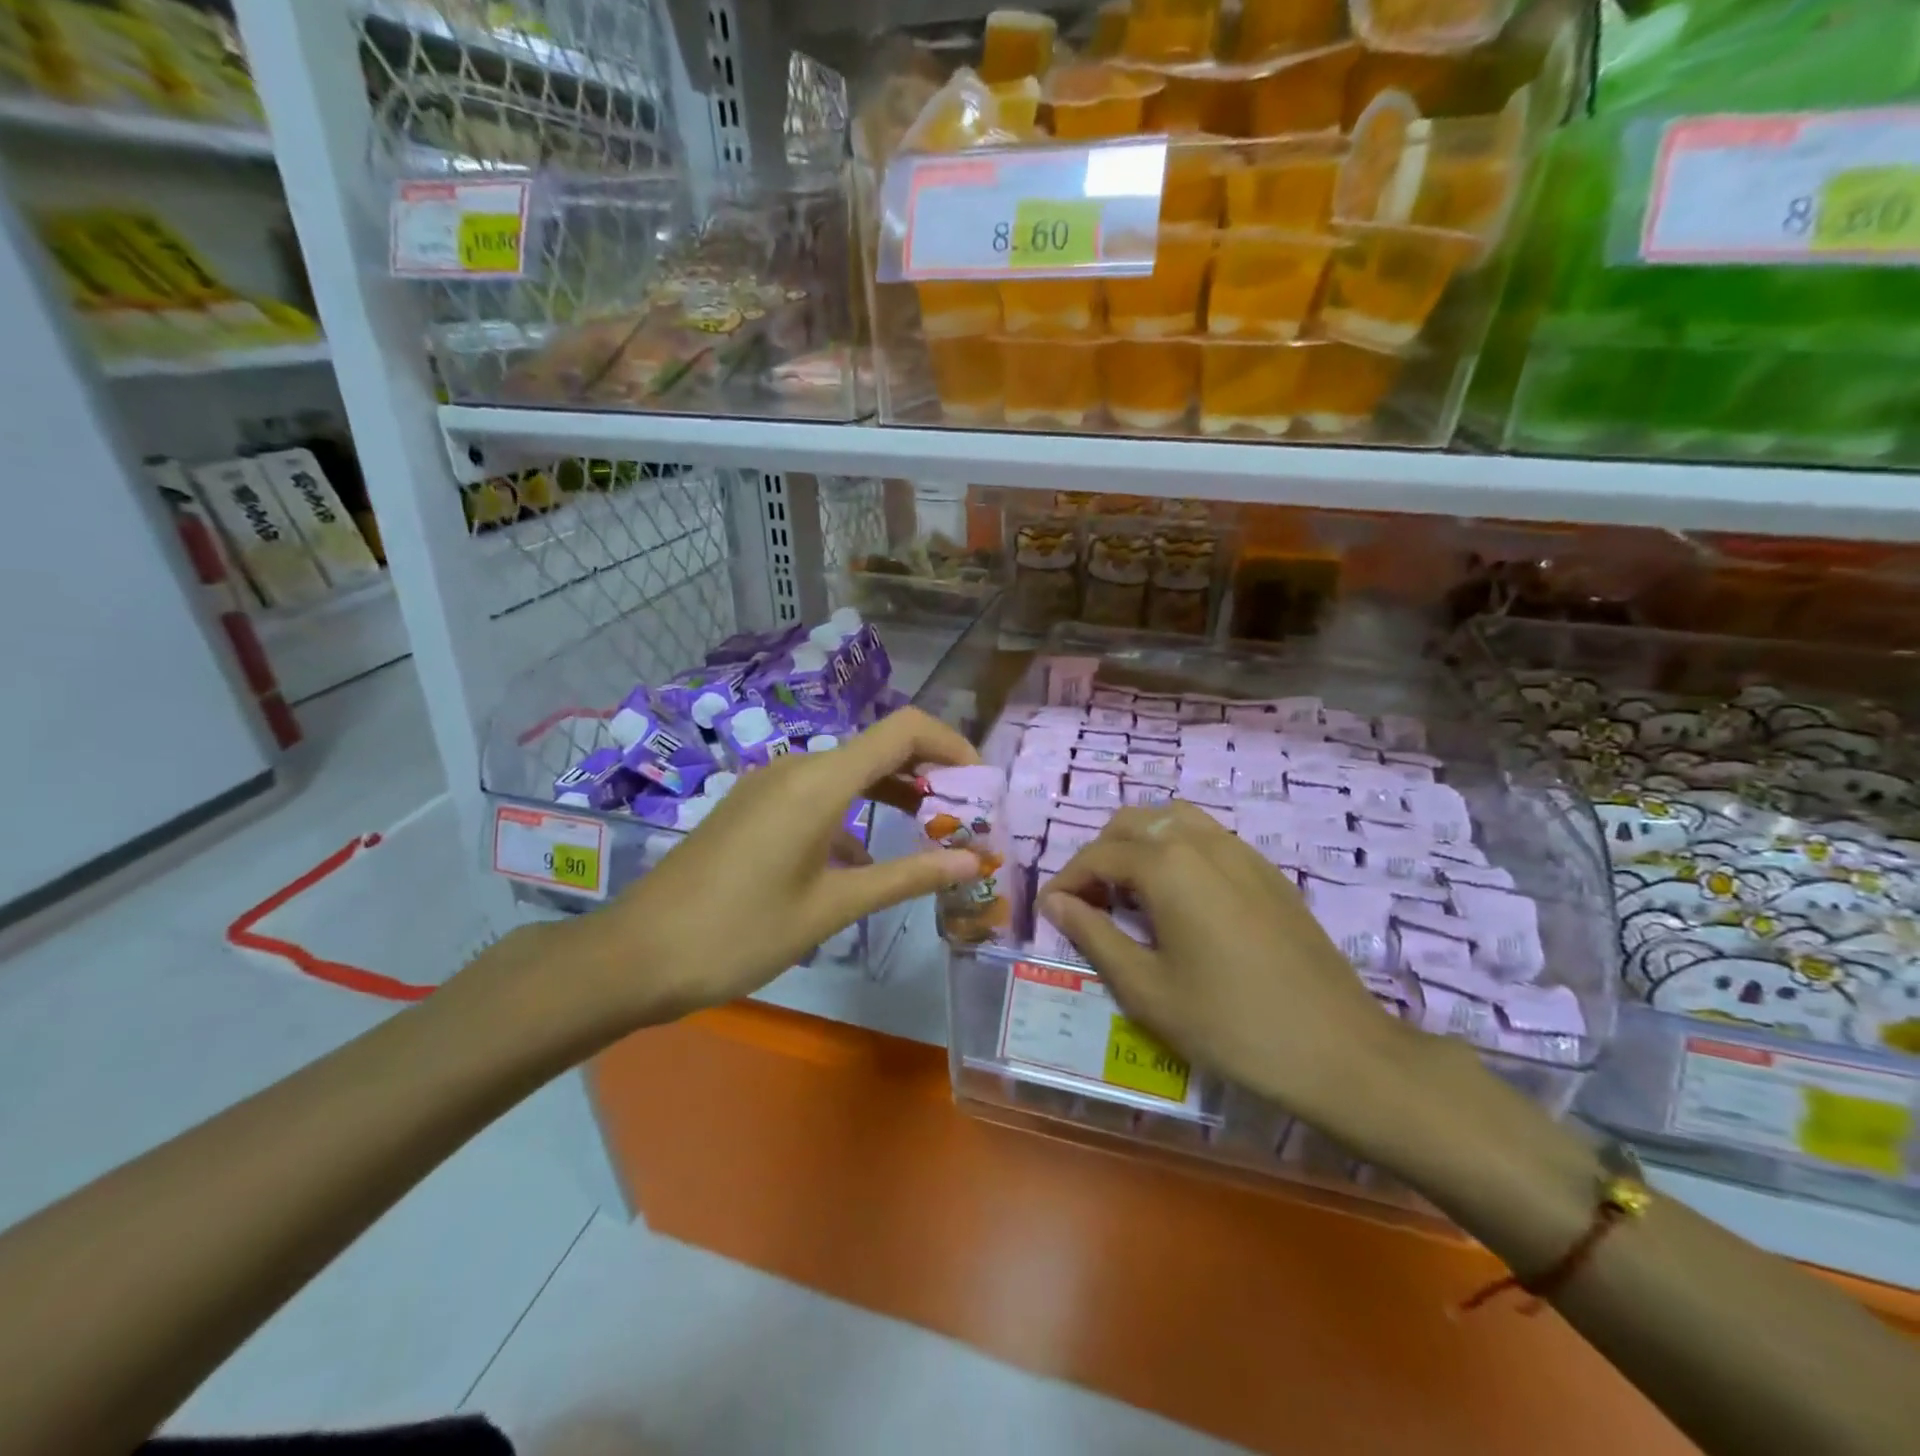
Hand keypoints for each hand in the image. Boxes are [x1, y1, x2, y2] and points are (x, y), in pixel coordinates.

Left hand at [566, 706, 982, 1028]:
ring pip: (849, 773)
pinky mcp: (753, 806)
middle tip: (965, 819)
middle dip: (930, 776)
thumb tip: (973, 861)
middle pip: (880, 748)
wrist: (636, 955)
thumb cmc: (740, 932)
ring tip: (929, 836)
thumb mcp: (832, 907)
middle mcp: (797, 767)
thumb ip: (907, 877)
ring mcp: (770, 785)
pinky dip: (854, 814)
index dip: (952, 745)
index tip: (981, 785)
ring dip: (893, 795)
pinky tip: (863, 861)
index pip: (904, 730)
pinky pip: (818, 794)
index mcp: (820, 781)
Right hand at [1039, 803, 1420, 1137]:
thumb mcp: (1147, 988)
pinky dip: (1176, 849)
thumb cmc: (1230, 1023)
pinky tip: (1180, 898)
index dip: (1067, 880)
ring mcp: (1241, 851)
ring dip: (1139, 844)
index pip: (1098, 855)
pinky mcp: (1267, 870)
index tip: (1051, 912)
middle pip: (1132, 823)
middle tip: (1089, 904)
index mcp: (1167, 865)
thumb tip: (1056, 902)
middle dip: (1100, 855)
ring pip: (1172, 820)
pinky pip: (1207, 837)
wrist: (1338, 1049)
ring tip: (1130, 892)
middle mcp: (1202, 841)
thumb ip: (1094, 935)